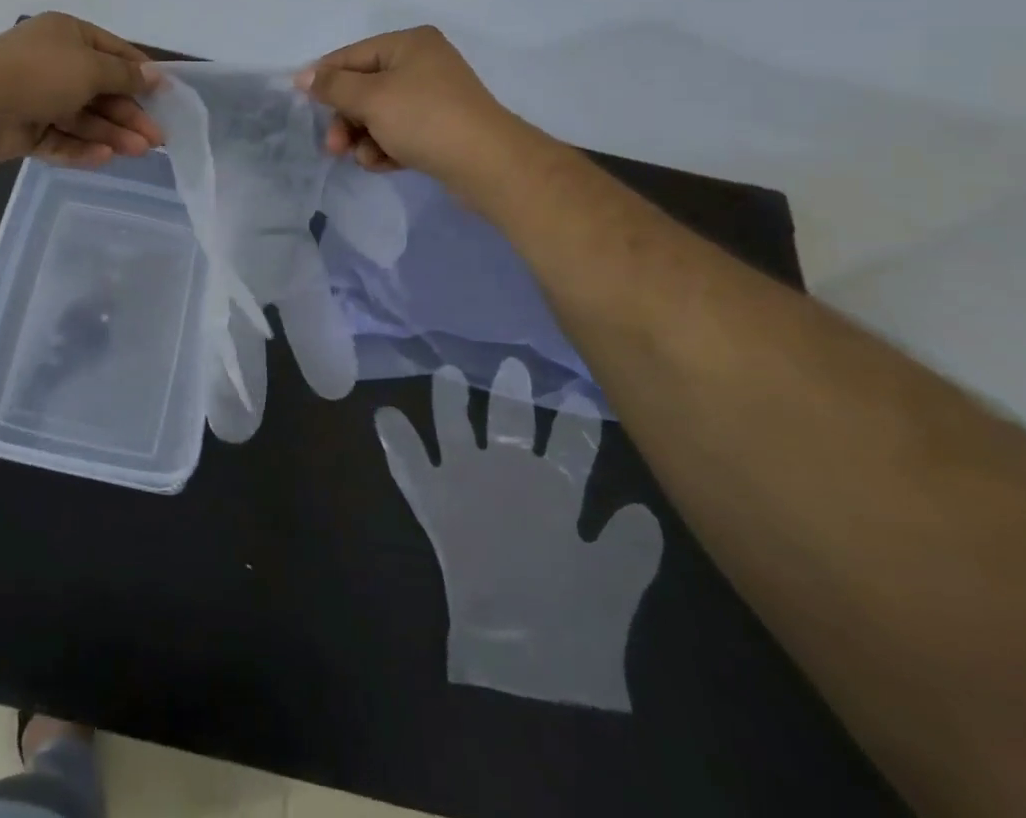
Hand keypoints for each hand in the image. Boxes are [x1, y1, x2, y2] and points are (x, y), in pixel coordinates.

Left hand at [0, 13, 163, 166]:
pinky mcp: (26, 129)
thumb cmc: (41, 72)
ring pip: (83, 118)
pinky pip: (61, 138)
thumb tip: (154, 75)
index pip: (113, 52)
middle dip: (129, 114)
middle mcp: (53, 63)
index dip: (140, 73)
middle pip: (100, 90)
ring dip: (111, 133)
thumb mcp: (92, 67)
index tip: (165, 96)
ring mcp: (38, 97)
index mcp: (67, 35)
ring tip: (139, 151)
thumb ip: (125, 75)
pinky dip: (82, 147)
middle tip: (156, 138)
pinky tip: (105, 157)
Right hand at [296, 27, 521, 191]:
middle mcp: (422, 63)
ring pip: (379, 114)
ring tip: (365, 158)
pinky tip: (383, 164)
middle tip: (334, 146)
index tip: (301, 102)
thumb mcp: (371, 98)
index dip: (324, 78)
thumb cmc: (424, 119)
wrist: (487, 164)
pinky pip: (399, 132)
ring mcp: (433, 97)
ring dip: (364, 137)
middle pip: (364, 88)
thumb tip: (304, 76)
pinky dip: (386, 147)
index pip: (352, 56)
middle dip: (346, 118)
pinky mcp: (439, 128)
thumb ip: (333, 86)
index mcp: (409, 44)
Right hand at [376, 361, 662, 710]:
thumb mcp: (611, 582)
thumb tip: (640, 509)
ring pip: (456, 431)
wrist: (526, 663)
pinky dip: (398, 442)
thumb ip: (629, 546)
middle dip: (511, 395)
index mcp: (554, 492)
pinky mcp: (436, 504)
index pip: (567, 446)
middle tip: (513, 361)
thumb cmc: (575, 621)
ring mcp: (469, 486)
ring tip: (446, 373)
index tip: (581, 391)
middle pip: (510, 424)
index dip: (576, 423)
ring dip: (450, 404)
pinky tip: (385, 415)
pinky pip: (410, 467)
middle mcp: (510, 479)